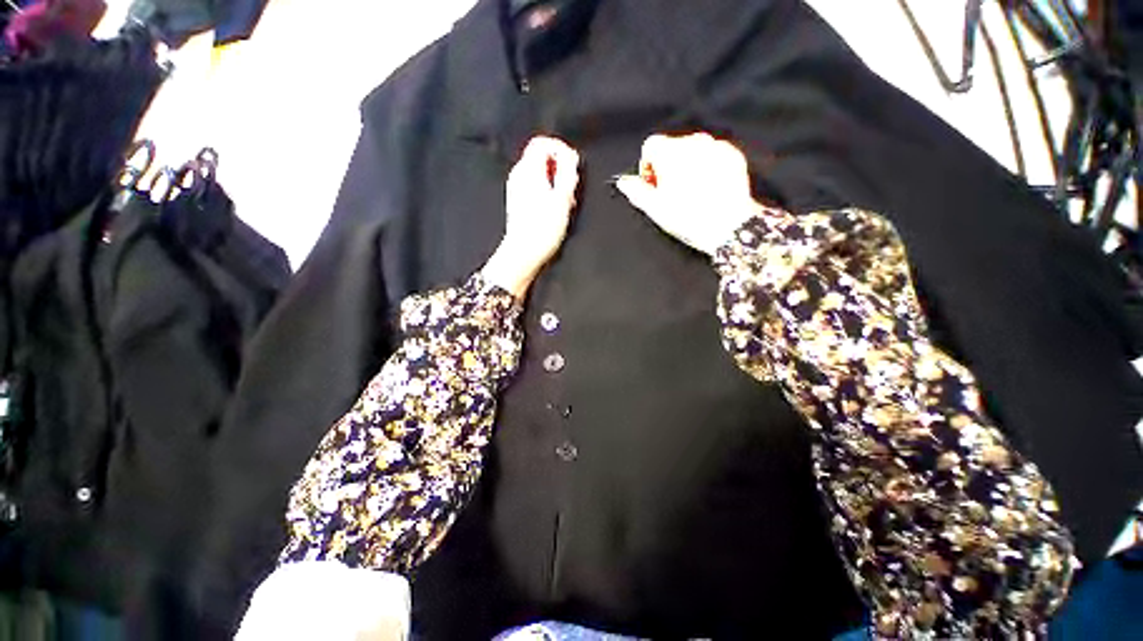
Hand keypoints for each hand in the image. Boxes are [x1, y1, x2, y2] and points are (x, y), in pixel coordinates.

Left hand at [482, 136, 580, 298]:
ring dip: (555, 181)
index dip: (560, 149)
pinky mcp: (518, 201)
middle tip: (570, 186)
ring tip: (565, 201)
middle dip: (560, 168)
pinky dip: (547, 191)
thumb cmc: (542, 229)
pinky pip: (535, 186)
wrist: (524, 252)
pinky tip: (555, 208)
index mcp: (528, 170)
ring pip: (539, 173)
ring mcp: (517, 189)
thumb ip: (567, 172)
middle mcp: (519, 176)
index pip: (542, 142)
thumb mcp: (563, 198)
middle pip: (541, 157)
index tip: (572, 164)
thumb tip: (570, 156)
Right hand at [615, 133, 763, 255]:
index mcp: (670, 152)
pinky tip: (707, 189)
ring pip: (692, 151)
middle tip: (671, 194)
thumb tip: (624, 182)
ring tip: (691, 194)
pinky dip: (707, 168)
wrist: (728, 226)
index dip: (648, 167)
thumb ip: (636, 191)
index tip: (653, 185)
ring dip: (687, 167)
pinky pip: (712, 155)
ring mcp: (715, 146)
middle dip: (667, 167)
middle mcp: (692, 142)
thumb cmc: (689, 218)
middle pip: (671, 148)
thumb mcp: (655, 208)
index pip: (650, 146)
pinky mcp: (732, 155)